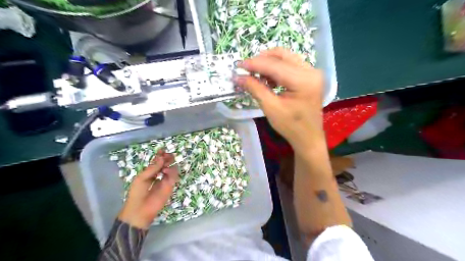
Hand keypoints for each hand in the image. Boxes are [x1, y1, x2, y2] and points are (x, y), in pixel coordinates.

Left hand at [117, 150, 178, 228]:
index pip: (157, 162)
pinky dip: (171, 172)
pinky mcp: (170, 186)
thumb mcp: (141, 178)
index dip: (160, 156)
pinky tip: (165, 171)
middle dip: (167, 158)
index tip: (162, 150)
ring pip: (171, 169)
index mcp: (149, 173)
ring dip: (169, 165)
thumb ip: (152, 168)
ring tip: (164, 165)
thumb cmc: (137, 193)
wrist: (139, 210)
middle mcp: (158, 176)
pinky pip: (174, 177)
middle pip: (166, 164)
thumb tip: (161, 157)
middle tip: (168, 155)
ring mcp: (165, 181)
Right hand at [235, 47, 323, 148]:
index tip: (238, 65)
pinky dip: (276, 69)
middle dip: (261, 60)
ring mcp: (312, 72)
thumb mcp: (271, 108)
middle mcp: (311, 71)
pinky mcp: (310, 76)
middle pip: (282, 56)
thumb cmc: (291, 126)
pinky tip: (267, 79)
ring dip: (268, 63)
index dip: (254, 64)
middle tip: (246, 69)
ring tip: (255, 75)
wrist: (308, 137)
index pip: (275, 65)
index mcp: (304, 80)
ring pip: (286, 58)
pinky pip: (290, 65)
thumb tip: (238, 77)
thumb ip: (255, 88)